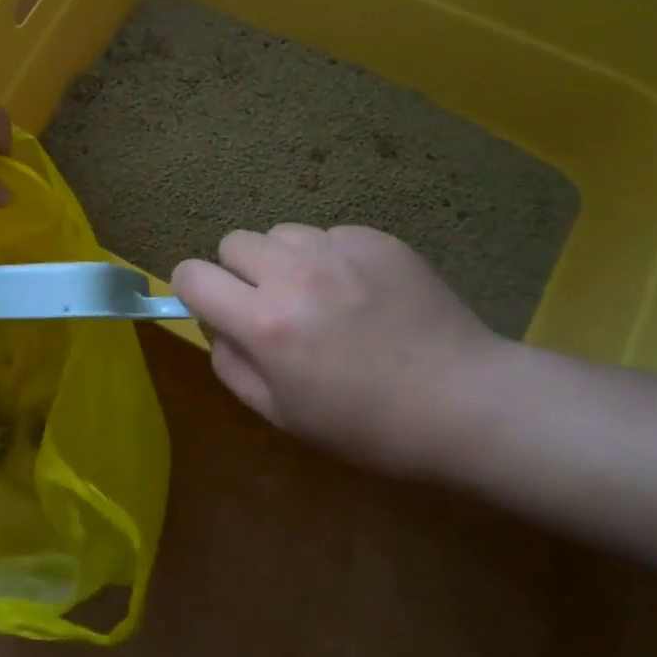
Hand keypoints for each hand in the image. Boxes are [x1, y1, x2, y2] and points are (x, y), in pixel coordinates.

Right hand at [171, 224, 511, 477]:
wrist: (465, 401)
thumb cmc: (368, 425)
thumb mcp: (282, 415)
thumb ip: (231, 365)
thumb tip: (216, 326)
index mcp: (264, 322)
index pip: (191, 274)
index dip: (193, 290)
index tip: (216, 308)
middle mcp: (293, 273)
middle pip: (233, 242)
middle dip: (239, 271)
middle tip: (272, 305)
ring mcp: (338, 249)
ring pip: (281, 232)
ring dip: (285, 260)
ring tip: (321, 295)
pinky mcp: (376, 239)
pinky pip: (329, 234)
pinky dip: (331, 257)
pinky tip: (362, 291)